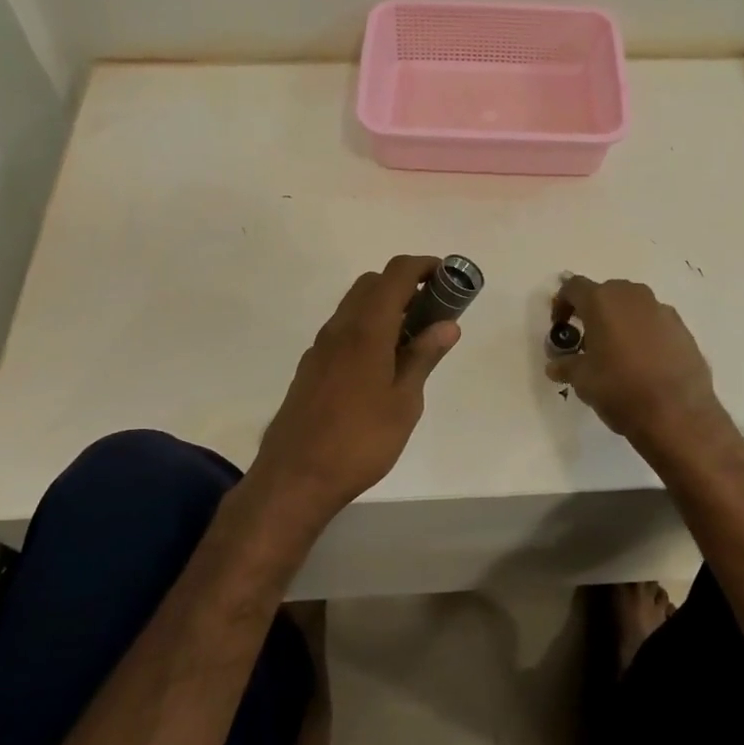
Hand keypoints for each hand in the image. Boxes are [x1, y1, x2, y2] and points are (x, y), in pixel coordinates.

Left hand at [249, 255, 459, 518]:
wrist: (295, 478)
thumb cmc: (360, 441)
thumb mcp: (404, 402)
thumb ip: (423, 357)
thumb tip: (448, 324)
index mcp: (366, 329)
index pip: (395, 274)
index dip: (424, 266)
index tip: (449, 278)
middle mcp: (339, 328)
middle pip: (372, 283)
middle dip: (405, 285)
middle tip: (433, 312)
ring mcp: (320, 347)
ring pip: (354, 306)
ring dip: (384, 307)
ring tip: (412, 341)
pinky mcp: (311, 367)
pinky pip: (343, 330)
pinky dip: (367, 328)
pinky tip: (381, 365)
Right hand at [546, 275, 729, 457]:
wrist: (677, 414)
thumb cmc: (620, 389)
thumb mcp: (582, 380)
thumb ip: (566, 365)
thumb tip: (556, 365)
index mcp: (602, 301)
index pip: (574, 287)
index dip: (562, 303)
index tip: (560, 326)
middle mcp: (632, 296)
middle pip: (606, 293)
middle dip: (593, 312)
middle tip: (587, 340)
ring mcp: (661, 310)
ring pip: (633, 306)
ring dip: (620, 322)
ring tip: (616, 352)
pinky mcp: (683, 329)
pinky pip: (655, 322)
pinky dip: (644, 334)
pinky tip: (644, 362)